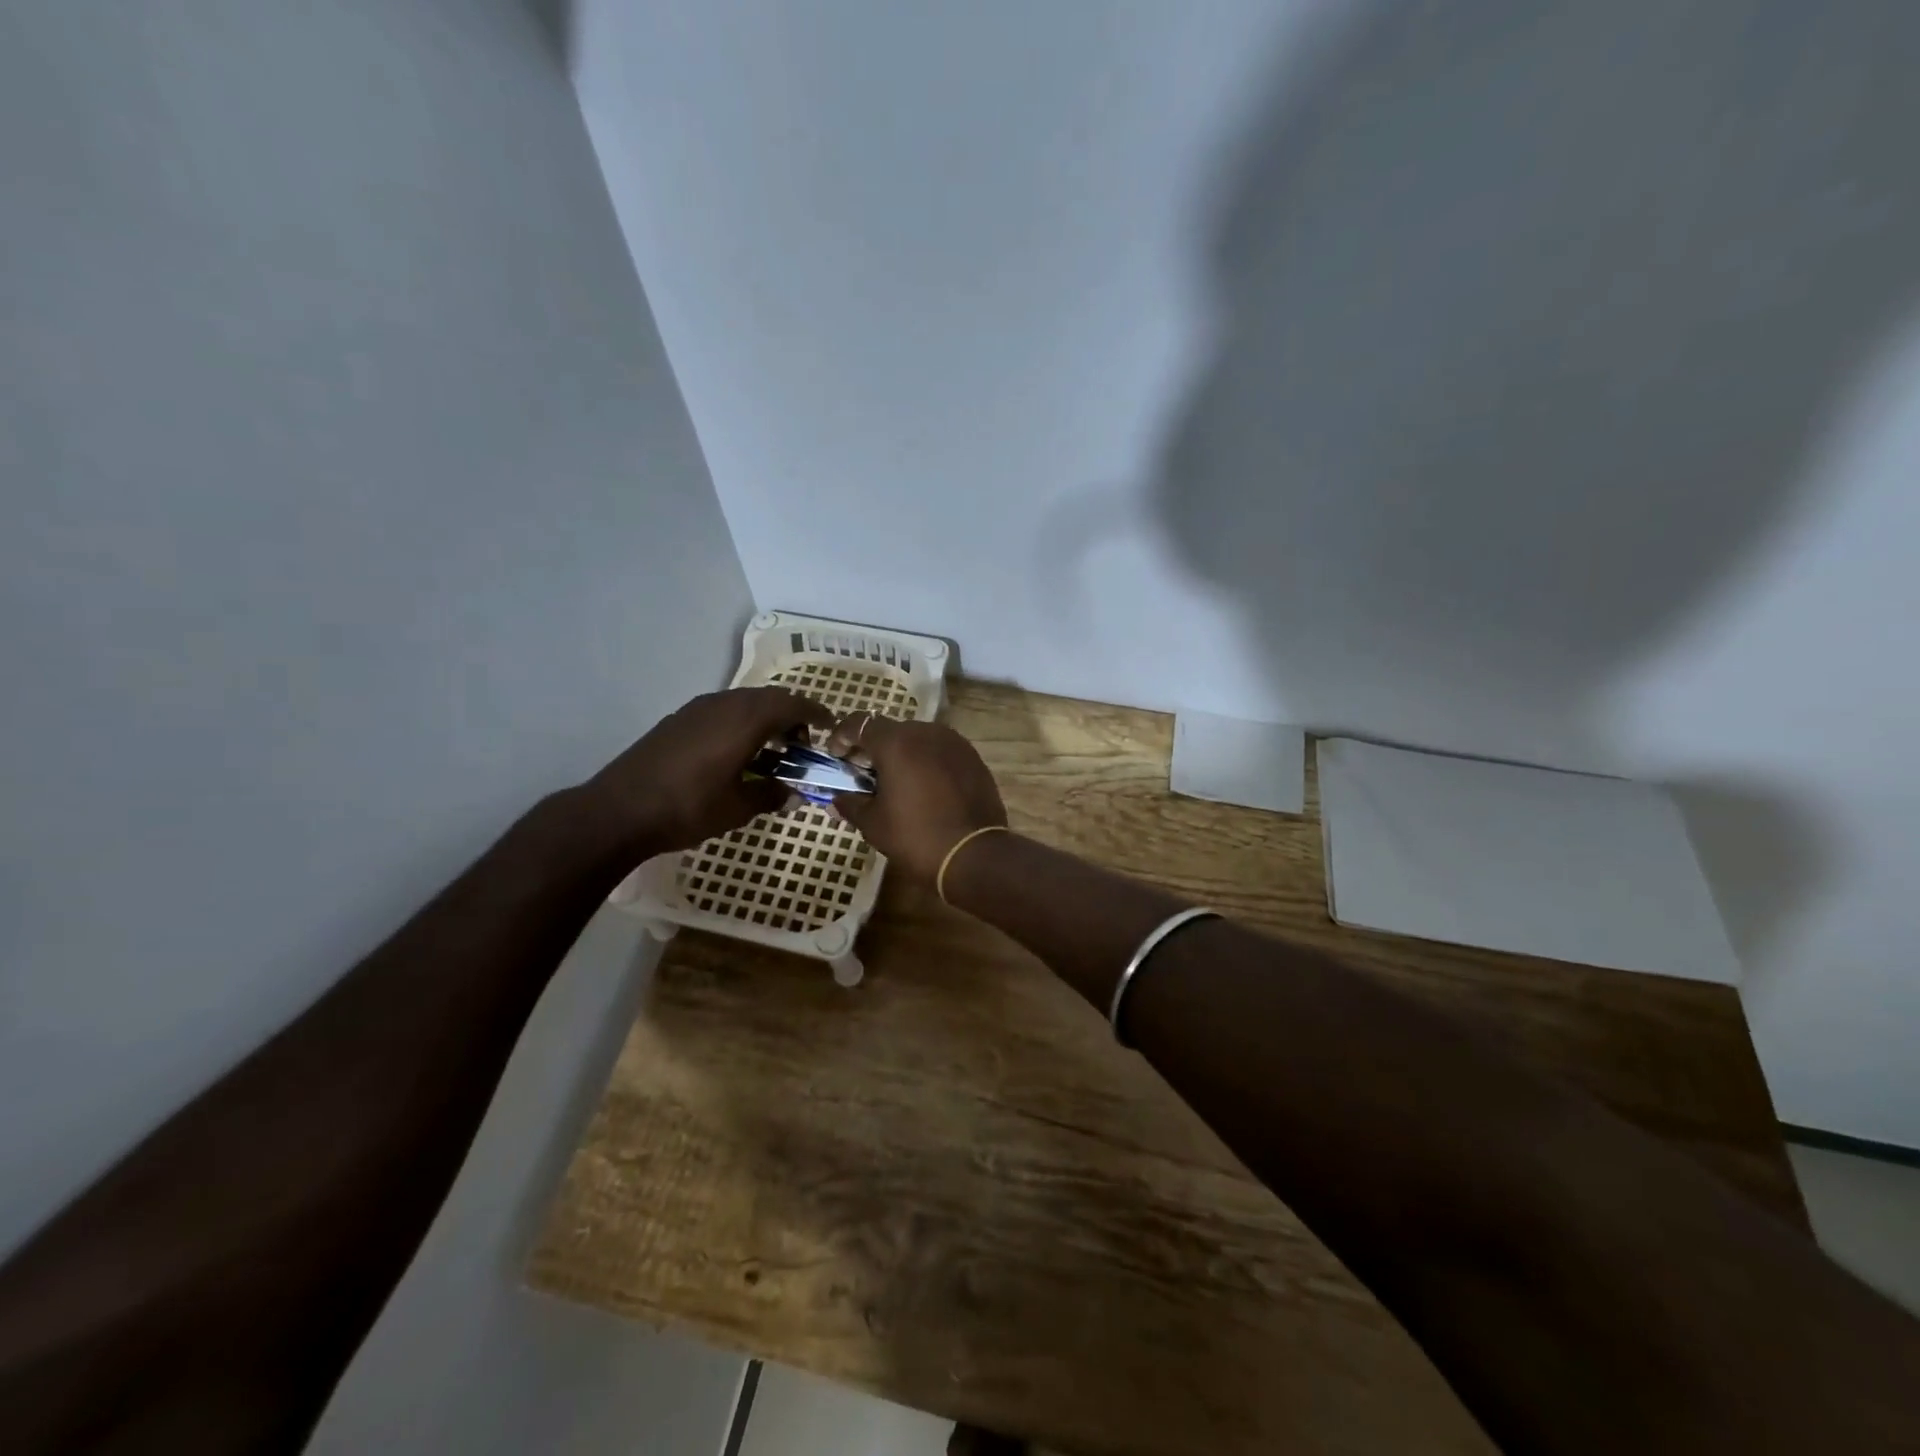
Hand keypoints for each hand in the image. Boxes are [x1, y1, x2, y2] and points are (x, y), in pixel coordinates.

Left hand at [584, 687, 832, 854]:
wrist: (618, 811)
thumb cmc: (687, 808)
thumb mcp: (739, 808)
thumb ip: (772, 795)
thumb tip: (793, 794)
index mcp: (745, 719)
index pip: (792, 703)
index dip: (815, 712)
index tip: (831, 725)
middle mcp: (723, 704)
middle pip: (768, 698)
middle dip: (791, 717)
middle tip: (801, 746)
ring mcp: (696, 709)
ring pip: (743, 703)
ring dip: (764, 721)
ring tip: (771, 753)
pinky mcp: (678, 721)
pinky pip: (722, 712)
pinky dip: (740, 725)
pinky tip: (736, 756)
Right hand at [825, 714, 1006, 884]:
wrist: (975, 854)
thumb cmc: (916, 836)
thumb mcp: (873, 823)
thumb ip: (851, 804)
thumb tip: (836, 799)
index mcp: (896, 742)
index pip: (859, 723)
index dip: (841, 737)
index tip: (836, 757)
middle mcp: (926, 732)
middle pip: (890, 730)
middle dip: (872, 747)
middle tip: (862, 774)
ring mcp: (954, 742)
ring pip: (917, 739)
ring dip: (901, 754)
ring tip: (894, 782)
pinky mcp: (972, 757)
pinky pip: (940, 751)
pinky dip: (925, 761)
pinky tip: (923, 787)